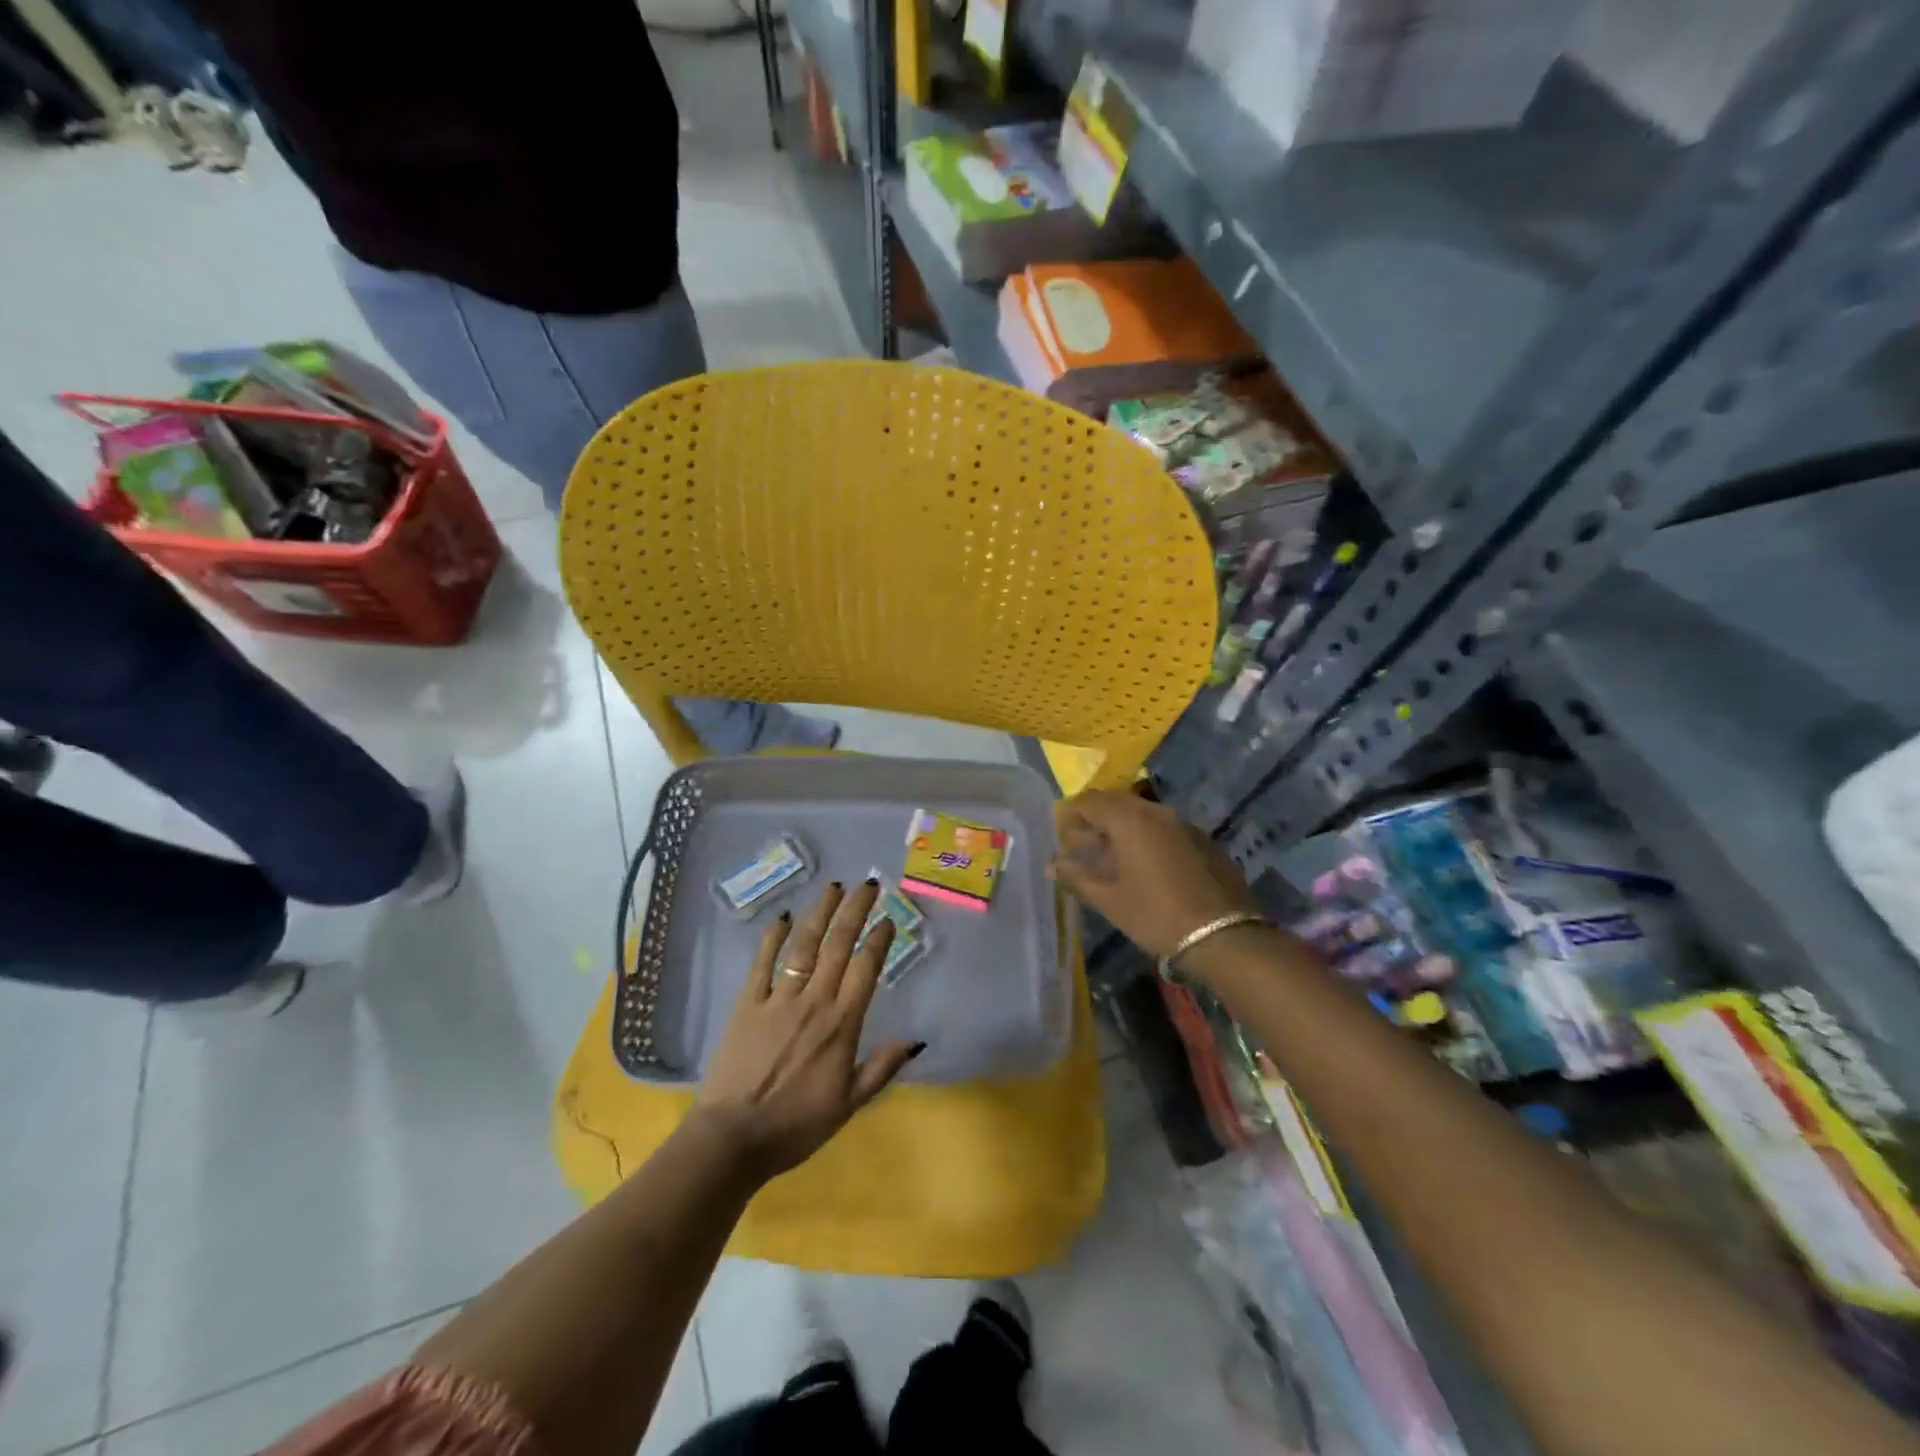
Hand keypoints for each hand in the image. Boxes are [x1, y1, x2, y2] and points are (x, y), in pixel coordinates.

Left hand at [694, 880, 923, 1181]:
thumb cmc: (796, 1126)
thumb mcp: (849, 1105)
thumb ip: (881, 1068)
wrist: (733, 1139)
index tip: (888, 918)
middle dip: (855, 911)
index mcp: (841, 1025)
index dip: (879, 940)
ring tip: (834, 887)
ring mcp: (778, 999)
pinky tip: (784, 917)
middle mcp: (813, 1001)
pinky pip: (762, 963)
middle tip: (868, 885)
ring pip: (804, 946)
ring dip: (820, 913)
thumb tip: (916, 1040)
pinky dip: (773, 938)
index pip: (866, 969)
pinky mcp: (747, 1004)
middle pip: (838, 945)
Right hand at [1051, 791, 1257, 960]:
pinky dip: (1146, 838)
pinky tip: (1145, 867)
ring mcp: (1183, 824)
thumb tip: (1053, 866)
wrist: (1224, 936)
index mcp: (1129, 820)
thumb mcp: (1110, 901)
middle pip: (1116, 803)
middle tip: (1083, 848)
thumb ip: (1077, 878)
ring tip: (1111, 859)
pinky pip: (1164, 828)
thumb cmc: (1156, 915)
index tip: (1062, 840)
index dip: (1070, 817)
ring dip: (1121, 829)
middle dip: (1095, 821)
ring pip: (1142, 814)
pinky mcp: (1202, 840)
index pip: (1089, 801)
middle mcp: (1156, 812)